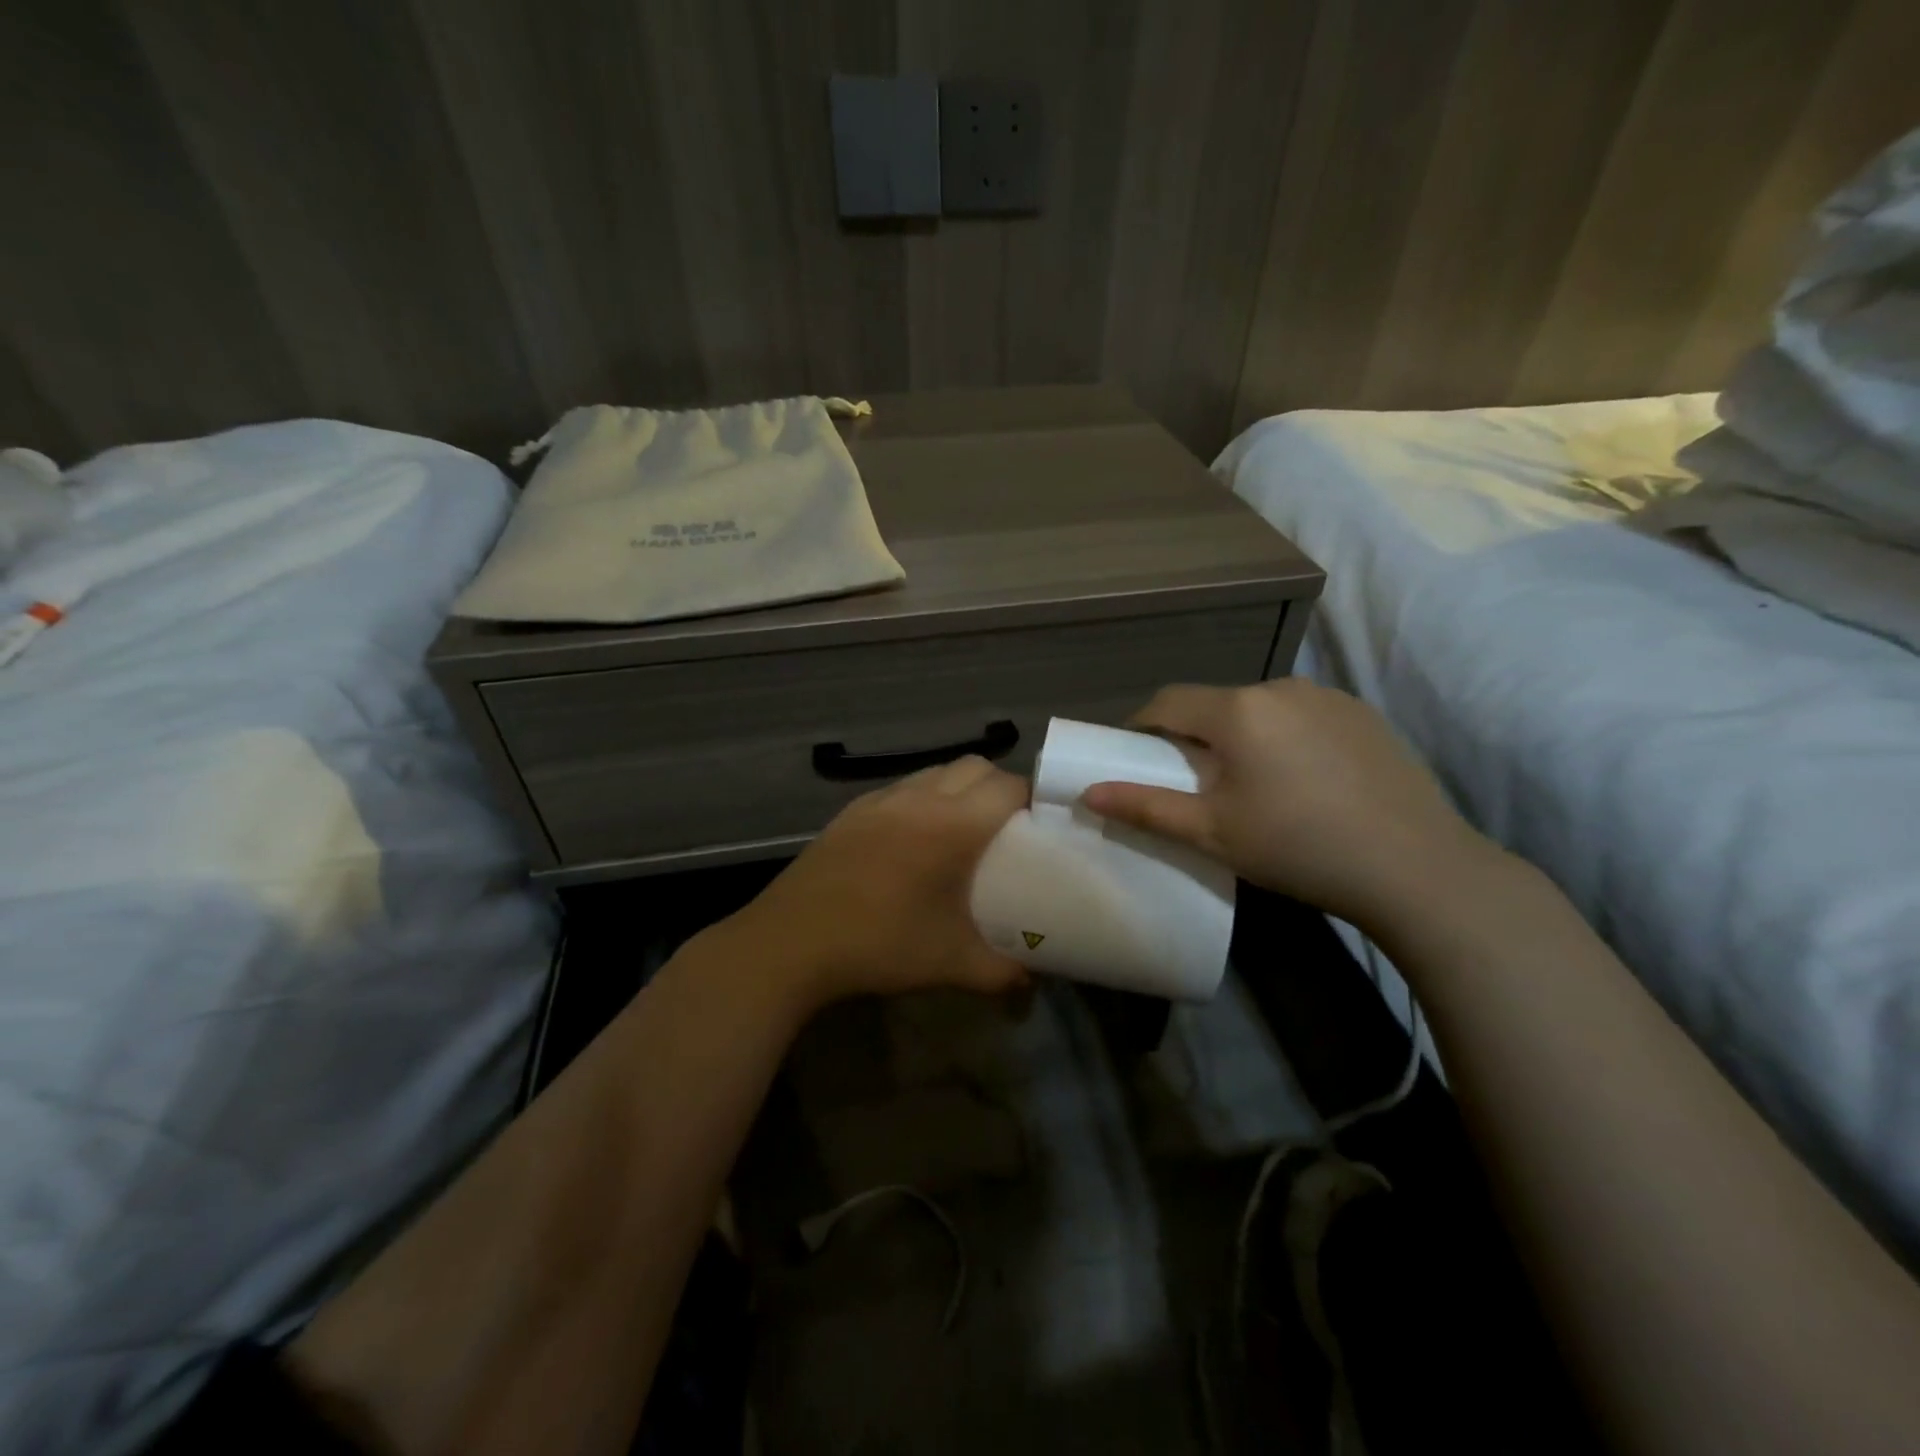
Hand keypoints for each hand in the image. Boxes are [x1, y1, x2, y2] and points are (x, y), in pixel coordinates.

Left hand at [704, 755, 1029, 1013]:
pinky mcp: (852, 810)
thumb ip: (1003, 972)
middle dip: (998, 787)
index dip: (1031, 799)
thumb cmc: (879, 946)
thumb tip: (1033, 980)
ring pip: (936, 770)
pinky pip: (901, 787)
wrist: (790, 943)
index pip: (1007, 786)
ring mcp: (880, 800)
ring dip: (959, 788)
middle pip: (974, 766)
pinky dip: (922, 797)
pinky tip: (913, 838)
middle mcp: (919, 798)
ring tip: (961, 829)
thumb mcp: (950, 964)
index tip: (1039, 827)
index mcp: (952, 826)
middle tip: (1005, 827)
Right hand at [1081, 679, 1494, 930]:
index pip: (1168, 702)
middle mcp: (1280, 687)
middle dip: (1195, 737)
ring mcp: (1328, 697)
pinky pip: (1302, 716)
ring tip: (1254, 786)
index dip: (1142, 727)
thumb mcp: (1213, 832)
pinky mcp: (1363, 715)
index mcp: (1238, 710)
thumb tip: (1089, 794)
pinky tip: (1304, 782)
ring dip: (1242, 736)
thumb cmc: (1298, 847)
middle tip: (1197, 785)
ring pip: (1260, 710)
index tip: (1136, 758)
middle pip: (1215, 705)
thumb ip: (1146, 807)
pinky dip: (1284, 738)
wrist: (1417, 867)